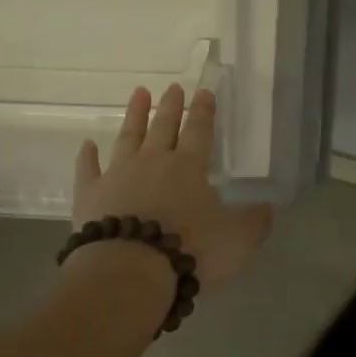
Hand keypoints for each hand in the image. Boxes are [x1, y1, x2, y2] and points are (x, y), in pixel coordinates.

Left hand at [71, 84, 273, 289]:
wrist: (130, 270)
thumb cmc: (189, 250)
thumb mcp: (236, 240)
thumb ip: (254, 222)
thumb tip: (268, 208)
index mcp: (188, 167)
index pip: (199, 131)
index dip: (204, 111)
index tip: (205, 92)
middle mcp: (152, 162)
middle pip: (163, 127)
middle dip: (171, 106)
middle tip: (173, 87)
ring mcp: (117, 175)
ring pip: (127, 138)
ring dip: (134, 115)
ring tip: (139, 94)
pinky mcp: (90, 195)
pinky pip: (88, 169)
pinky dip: (87, 156)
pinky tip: (87, 145)